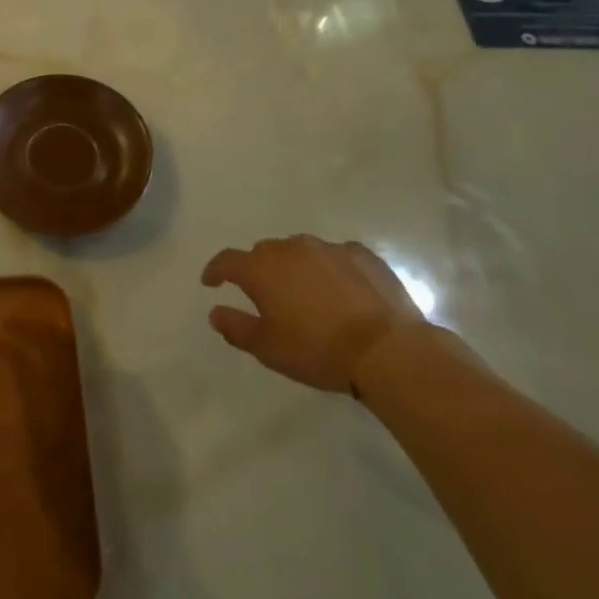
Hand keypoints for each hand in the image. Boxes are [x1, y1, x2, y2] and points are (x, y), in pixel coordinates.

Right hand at [201, 234, 422, 393]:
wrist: (387, 350)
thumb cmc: (318, 350)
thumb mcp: (268, 348)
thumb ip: (236, 327)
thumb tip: (216, 312)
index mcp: (262, 268)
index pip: (227, 261)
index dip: (215, 270)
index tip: (210, 281)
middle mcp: (291, 249)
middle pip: (264, 253)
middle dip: (258, 270)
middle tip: (264, 295)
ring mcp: (328, 248)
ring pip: (299, 251)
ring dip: (294, 267)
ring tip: (304, 292)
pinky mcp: (361, 255)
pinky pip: (335, 256)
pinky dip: (330, 269)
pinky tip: (341, 291)